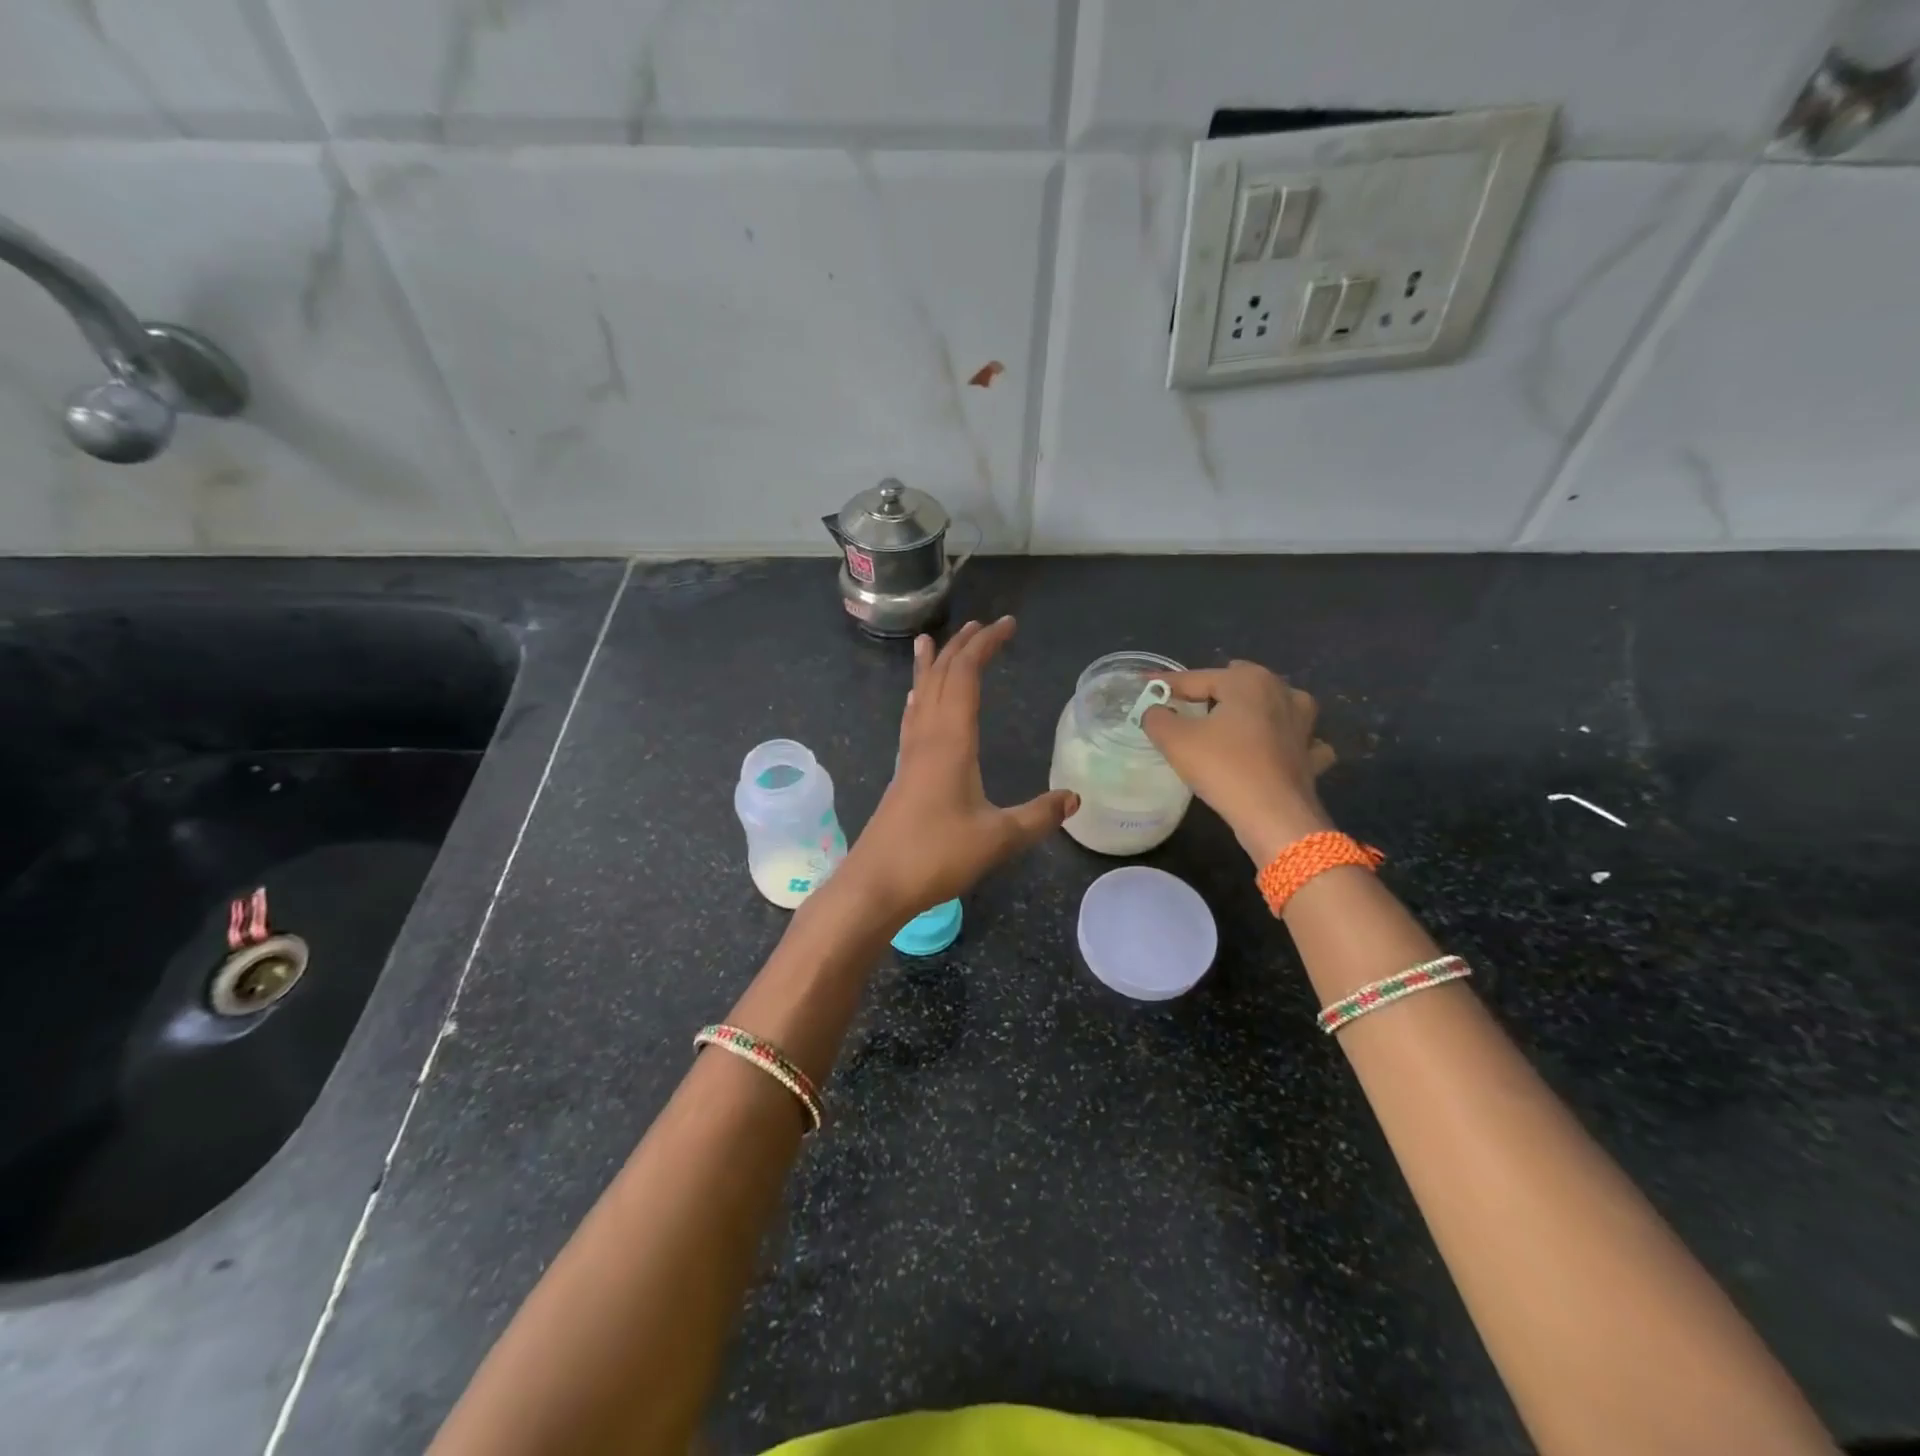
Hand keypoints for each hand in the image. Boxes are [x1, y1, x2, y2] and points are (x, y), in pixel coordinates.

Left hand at [839, 617, 1075, 920]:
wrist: (876, 883)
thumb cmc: (936, 857)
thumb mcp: (998, 839)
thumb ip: (1038, 817)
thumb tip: (1075, 798)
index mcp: (951, 741)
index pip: (966, 676)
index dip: (985, 646)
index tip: (1007, 625)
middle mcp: (927, 737)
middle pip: (940, 677)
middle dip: (962, 647)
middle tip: (982, 624)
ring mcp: (910, 755)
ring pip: (920, 694)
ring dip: (932, 665)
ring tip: (932, 640)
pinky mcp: (903, 773)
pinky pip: (912, 718)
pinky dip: (919, 696)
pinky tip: (915, 699)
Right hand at [1141, 660, 1336, 865]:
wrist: (1274, 817)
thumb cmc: (1223, 768)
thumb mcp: (1175, 740)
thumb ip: (1157, 717)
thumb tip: (1155, 711)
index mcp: (1248, 681)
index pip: (1196, 677)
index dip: (1166, 684)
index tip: (1145, 686)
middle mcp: (1282, 692)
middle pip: (1238, 685)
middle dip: (1214, 690)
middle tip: (1187, 704)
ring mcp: (1304, 724)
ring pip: (1275, 706)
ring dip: (1257, 710)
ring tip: (1237, 720)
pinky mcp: (1311, 756)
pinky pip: (1299, 740)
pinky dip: (1287, 742)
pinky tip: (1275, 752)